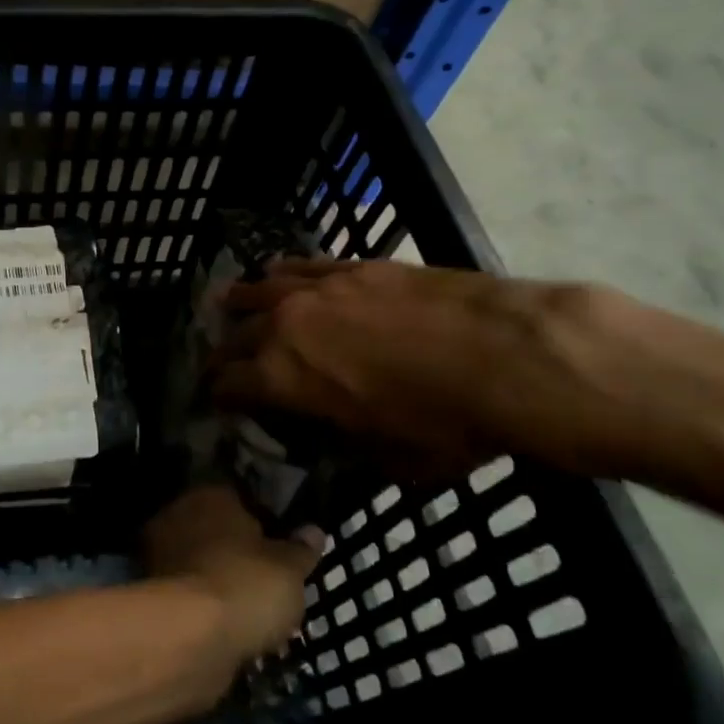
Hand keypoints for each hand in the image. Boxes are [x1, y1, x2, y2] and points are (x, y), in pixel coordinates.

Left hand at [144, 486, 322, 668]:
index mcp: (210, 495)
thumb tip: (313, 531)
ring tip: (251, 613)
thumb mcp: (290, 569)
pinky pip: (189, 596)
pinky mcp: (152, 595)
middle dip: (236, 553)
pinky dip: (204, 610)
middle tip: (267, 582)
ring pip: (200, 565)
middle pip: (215, 531)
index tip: (280, 547)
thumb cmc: (246, 584)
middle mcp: (178, 515)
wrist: (191, 637)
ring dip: (219, 583)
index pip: (238, 498)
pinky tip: (227, 629)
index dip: (262, 521)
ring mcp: (160, 554)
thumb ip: (300, 550)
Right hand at [206, 257, 598, 473]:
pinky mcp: (351, 266)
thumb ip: (348, 444)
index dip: (218, 396)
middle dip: (223, 353)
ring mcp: (316, 288)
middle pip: (235, 335)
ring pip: (258, 290)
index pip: (228, 384)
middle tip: (220, 362)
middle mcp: (285, 326)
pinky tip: (277, 275)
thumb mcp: (390, 458)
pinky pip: (300, 265)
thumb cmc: (446, 423)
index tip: (217, 401)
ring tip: (230, 306)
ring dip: (241, 304)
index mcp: (283, 378)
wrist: (506, 356)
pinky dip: (282, 274)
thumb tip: (337, 435)